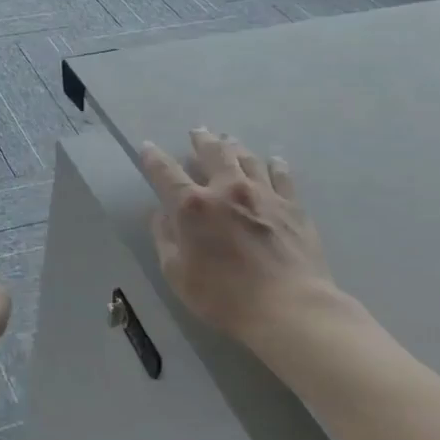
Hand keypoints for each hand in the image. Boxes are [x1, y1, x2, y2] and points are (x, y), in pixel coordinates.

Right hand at [141, 128, 345, 346]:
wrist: (289, 308)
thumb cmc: (224, 296)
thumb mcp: (177, 274)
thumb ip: (165, 239)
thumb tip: (161, 214)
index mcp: (192, 206)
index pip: (165, 173)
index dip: (153, 158)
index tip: (146, 148)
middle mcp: (227, 189)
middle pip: (213, 153)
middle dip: (201, 140)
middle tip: (197, 132)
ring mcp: (263, 194)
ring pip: (246, 158)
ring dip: (234, 147)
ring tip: (229, 140)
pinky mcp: (292, 206)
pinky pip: (281, 175)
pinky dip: (273, 165)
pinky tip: (272, 161)